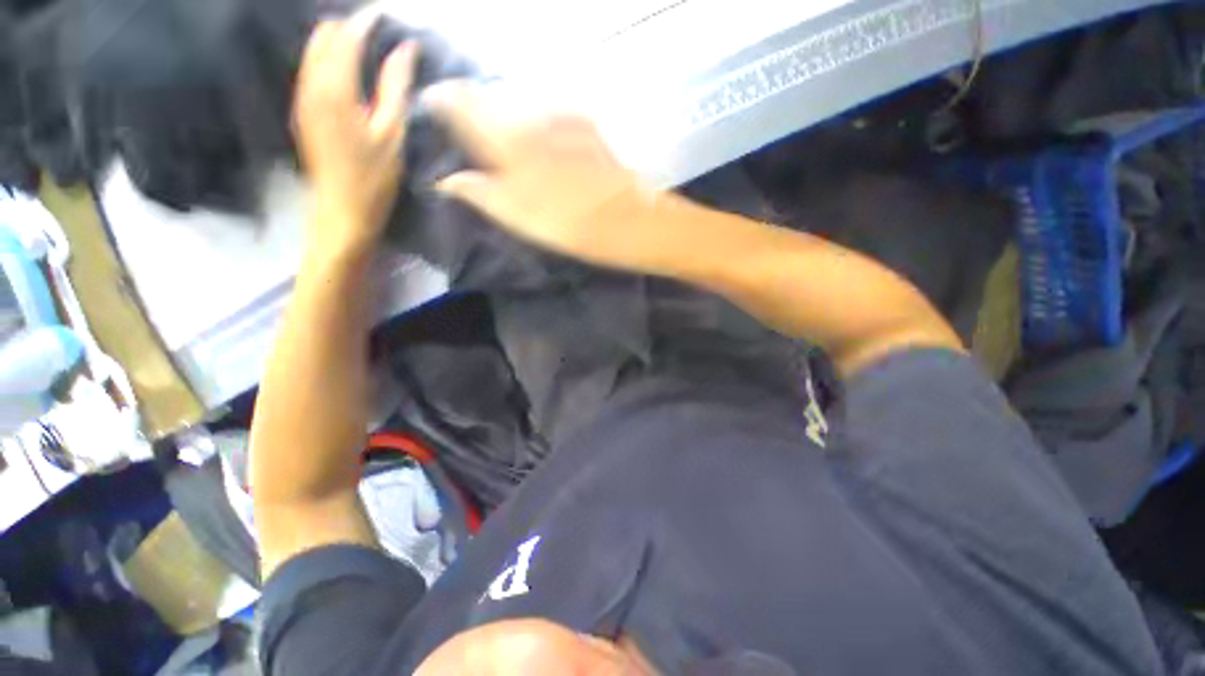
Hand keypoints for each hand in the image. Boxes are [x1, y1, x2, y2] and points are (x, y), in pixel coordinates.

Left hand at [293, 11, 417, 256]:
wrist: (341, 209)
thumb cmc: (374, 177)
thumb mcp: (393, 133)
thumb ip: (396, 87)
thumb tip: (405, 48)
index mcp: (334, 88)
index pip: (347, 36)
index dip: (368, 21)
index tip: (388, 16)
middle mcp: (310, 83)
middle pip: (325, 35)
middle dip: (351, 27)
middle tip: (381, 37)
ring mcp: (302, 95)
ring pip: (315, 49)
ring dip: (340, 42)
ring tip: (370, 50)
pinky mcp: (302, 108)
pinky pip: (312, 67)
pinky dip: (331, 59)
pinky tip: (353, 73)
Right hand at [424, 82, 663, 272]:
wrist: (626, 219)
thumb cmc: (569, 224)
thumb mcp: (518, 216)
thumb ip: (479, 192)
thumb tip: (447, 179)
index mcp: (507, 138)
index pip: (460, 102)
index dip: (442, 101)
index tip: (431, 107)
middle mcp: (530, 116)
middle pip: (489, 98)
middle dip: (471, 107)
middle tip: (465, 130)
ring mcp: (560, 117)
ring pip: (517, 105)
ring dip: (503, 115)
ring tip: (501, 141)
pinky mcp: (583, 126)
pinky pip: (545, 114)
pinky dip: (531, 122)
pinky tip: (538, 144)